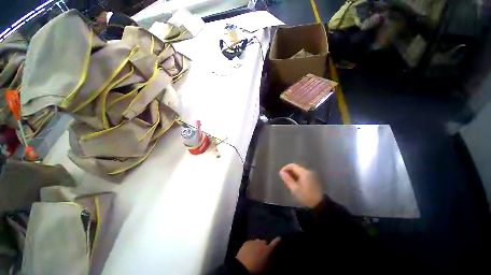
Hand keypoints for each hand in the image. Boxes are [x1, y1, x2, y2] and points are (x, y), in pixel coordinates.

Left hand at [236, 237, 280, 273]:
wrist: (243, 268)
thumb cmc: (258, 270)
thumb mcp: (268, 268)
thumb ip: (272, 260)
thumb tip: (274, 257)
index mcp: (269, 249)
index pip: (276, 242)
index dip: (278, 240)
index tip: (280, 238)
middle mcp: (262, 242)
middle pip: (265, 242)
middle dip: (265, 246)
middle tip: (264, 253)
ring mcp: (254, 241)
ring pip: (258, 242)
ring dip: (258, 246)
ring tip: (256, 253)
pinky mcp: (247, 242)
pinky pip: (251, 243)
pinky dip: (252, 246)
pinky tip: (249, 252)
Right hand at [279, 164, 322, 207]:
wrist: (320, 204)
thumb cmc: (306, 196)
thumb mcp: (295, 189)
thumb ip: (287, 179)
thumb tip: (281, 172)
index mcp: (304, 173)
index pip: (292, 165)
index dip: (285, 168)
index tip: (281, 174)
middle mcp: (308, 171)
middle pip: (296, 168)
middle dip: (289, 172)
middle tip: (284, 179)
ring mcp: (311, 175)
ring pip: (299, 171)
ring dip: (293, 174)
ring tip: (288, 182)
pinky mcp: (313, 178)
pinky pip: (303, 174)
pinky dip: (297, 177)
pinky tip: (295, 183)